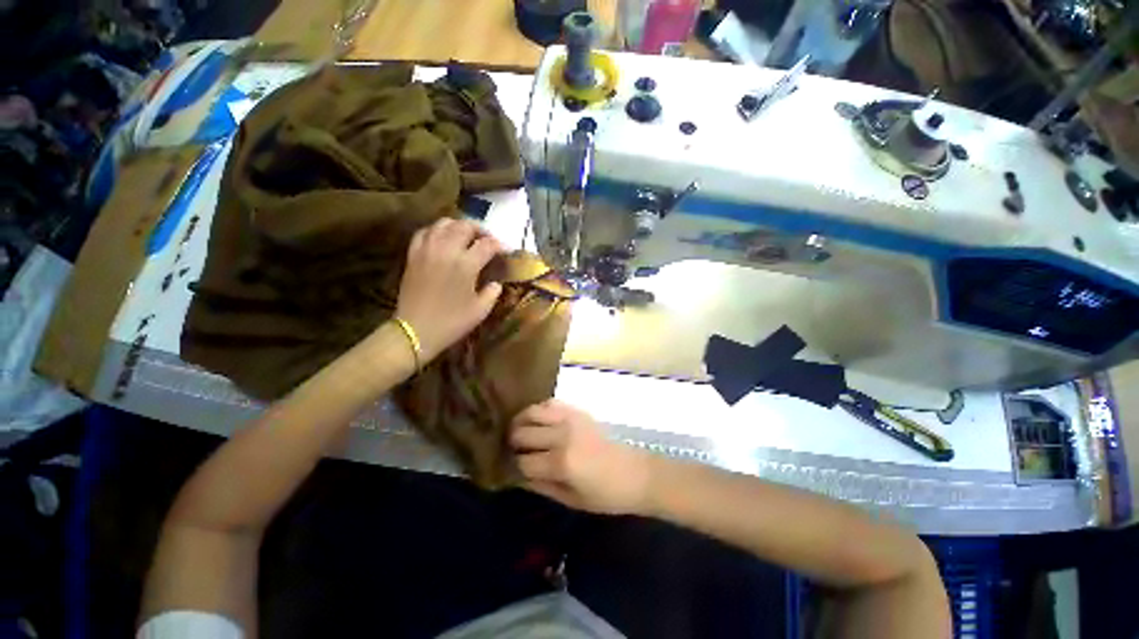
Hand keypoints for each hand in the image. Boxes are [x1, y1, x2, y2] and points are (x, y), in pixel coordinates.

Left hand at [394, 219, 504, 361]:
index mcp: (466, 264)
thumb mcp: (480, 311)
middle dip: (480, 230)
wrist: (415, 330)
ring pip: (444, 223)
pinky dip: (437, 230)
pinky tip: (443, 238)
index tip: (506, 250)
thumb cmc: (451, 322)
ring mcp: (427, 249)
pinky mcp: (413, 254)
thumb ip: (492, 292)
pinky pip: (425, 232)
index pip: (487, 244)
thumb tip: (496, 283)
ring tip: (467, 236)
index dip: (500, 245)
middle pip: (465, 226)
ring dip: (459, 226)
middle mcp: (446, 250)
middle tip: (488, 240)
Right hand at [509, 400, 652, 514]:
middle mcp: (562, 435)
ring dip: (521, 422)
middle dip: (513, 444)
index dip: (513, 466)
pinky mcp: (577, 410)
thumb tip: (515, 474)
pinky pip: (550, 403)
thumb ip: (540, 485)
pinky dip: (538, 410)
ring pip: (532, 411)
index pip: (522, 461)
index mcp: (561, 463)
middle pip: (522, 433)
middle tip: (513, 452)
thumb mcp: (571, 500)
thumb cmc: (605, 495)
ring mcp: (570, 418)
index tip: (509, 469)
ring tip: (519, 433)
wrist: (635, 472)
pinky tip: (537, 421)